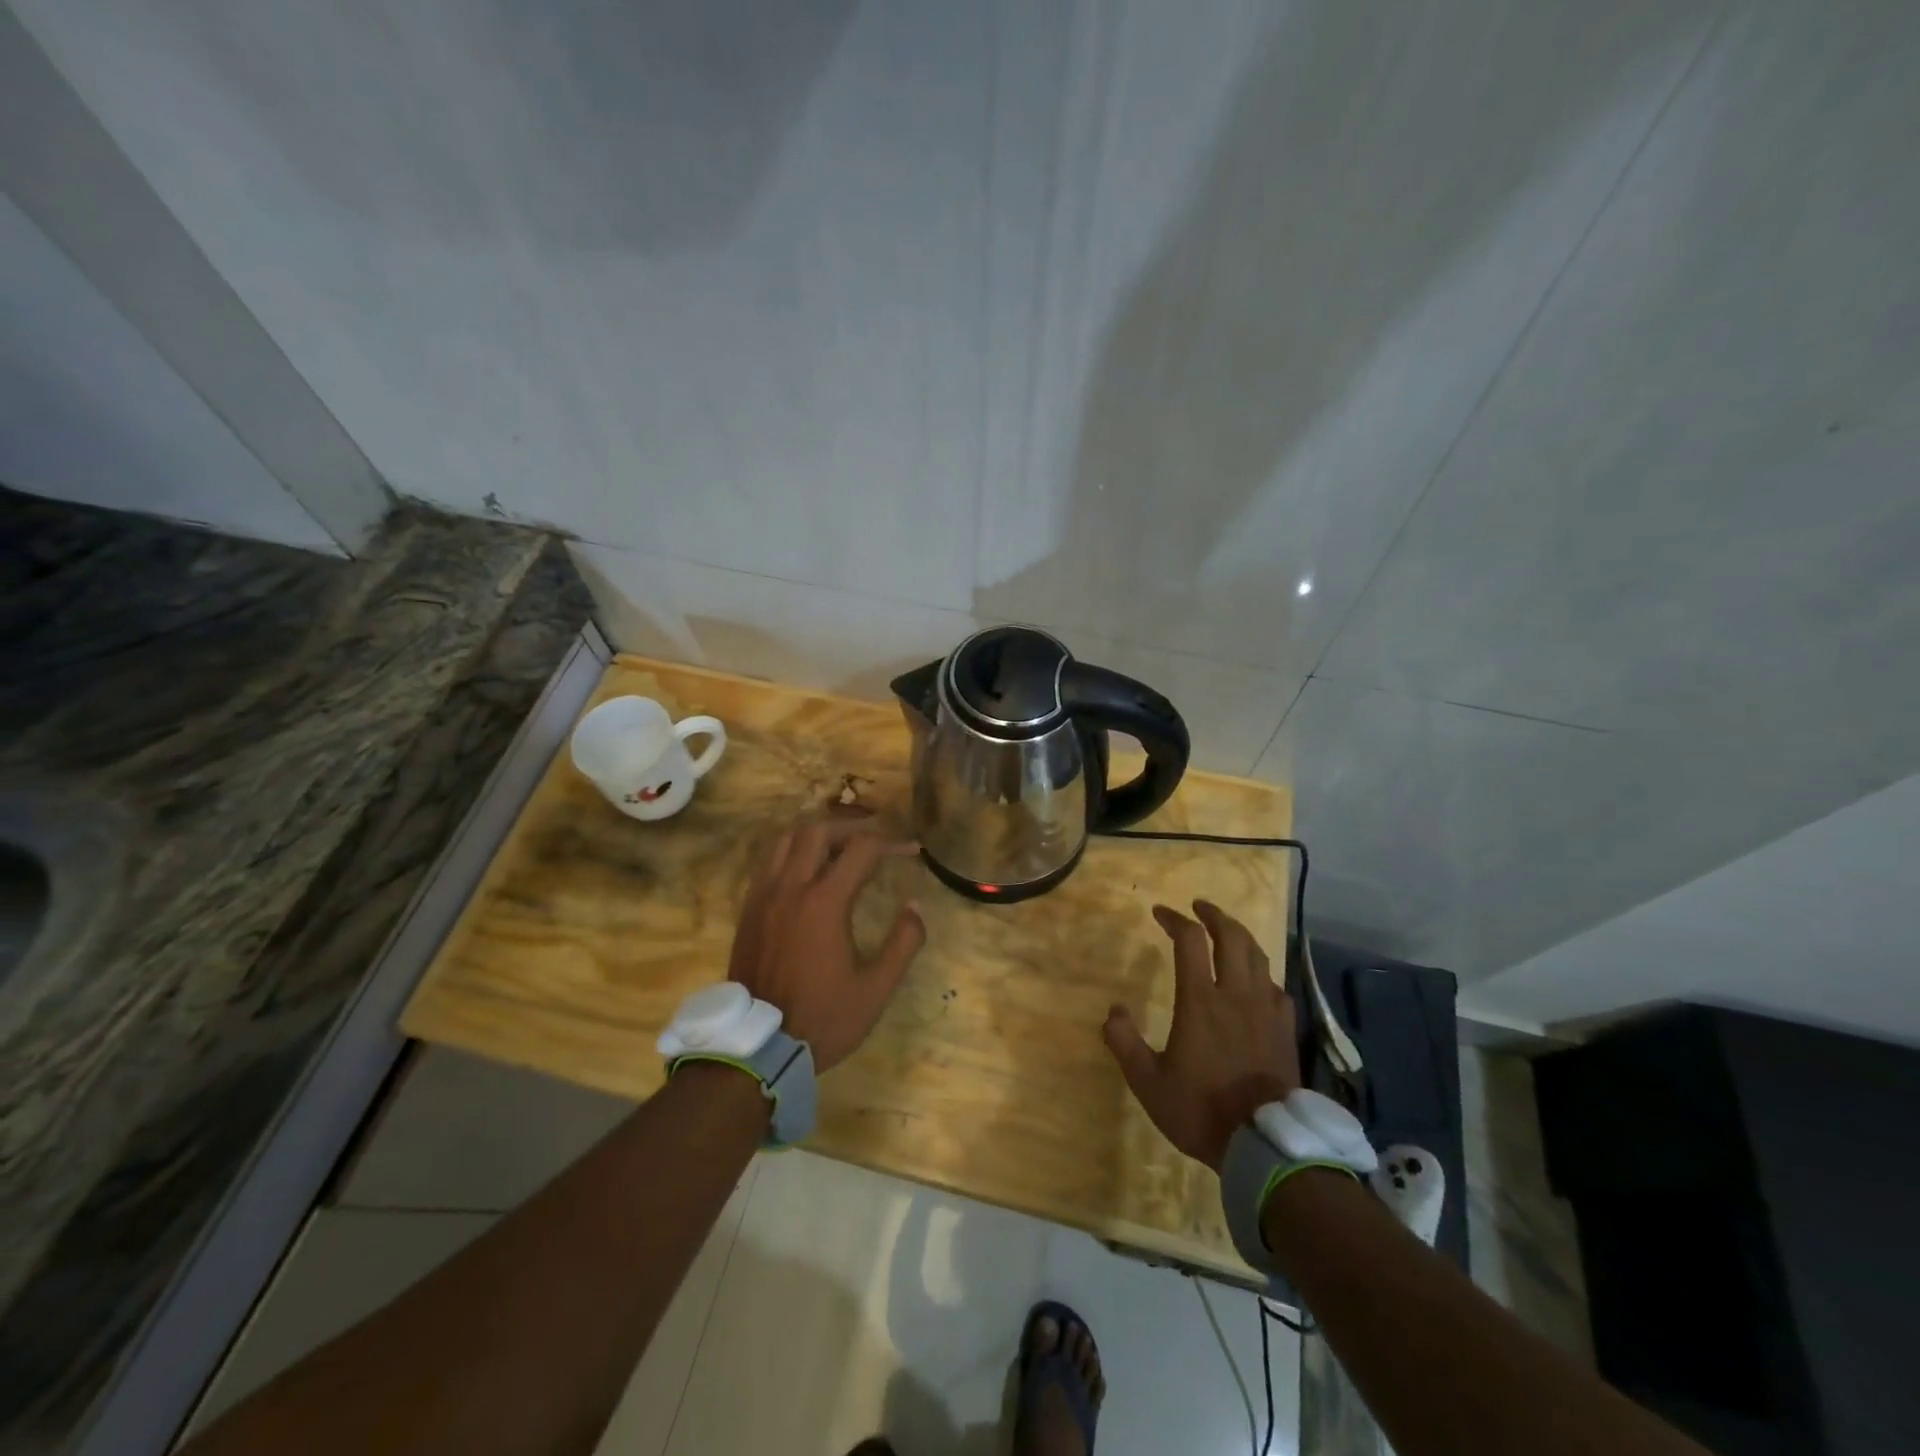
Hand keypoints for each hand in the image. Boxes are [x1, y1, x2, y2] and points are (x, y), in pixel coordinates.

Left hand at [728, 817, 926, 1071]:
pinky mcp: (748, 910)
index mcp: (824, 902)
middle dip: (851, 828)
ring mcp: (763, 896)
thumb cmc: (823, 1019)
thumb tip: (915, 906)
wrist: (758, 1048)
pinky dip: (792, 855)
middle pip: (818, 831)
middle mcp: (791, 888)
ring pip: (787, 840)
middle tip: (874, 843)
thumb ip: (903, 943)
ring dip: (817, 836)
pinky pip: (769, 863)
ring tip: (839, 850)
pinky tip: (807, 874)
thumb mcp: (875, 989)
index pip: (861, 849)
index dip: (891, 843)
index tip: (911, 850)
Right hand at [1103, 900, 1300, 1170]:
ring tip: (1226, 932)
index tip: (1160, 912)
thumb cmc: (1201, 1110)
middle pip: (1232, 936)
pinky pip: (1275, 986)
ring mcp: (1265, 1010)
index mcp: (1200, 1001)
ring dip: (1240, 936)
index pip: (1189, 940)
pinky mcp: (1284, 1029)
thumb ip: (1125, 1043)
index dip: (1174, 919)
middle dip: (1214, 915)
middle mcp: (1235, 995)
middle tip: (1198, 907)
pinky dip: (1261, 973)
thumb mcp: (1148, 1082)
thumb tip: (1114, 1011)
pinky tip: (1255, 981)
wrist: (1265, 1145)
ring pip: (1258, 956)